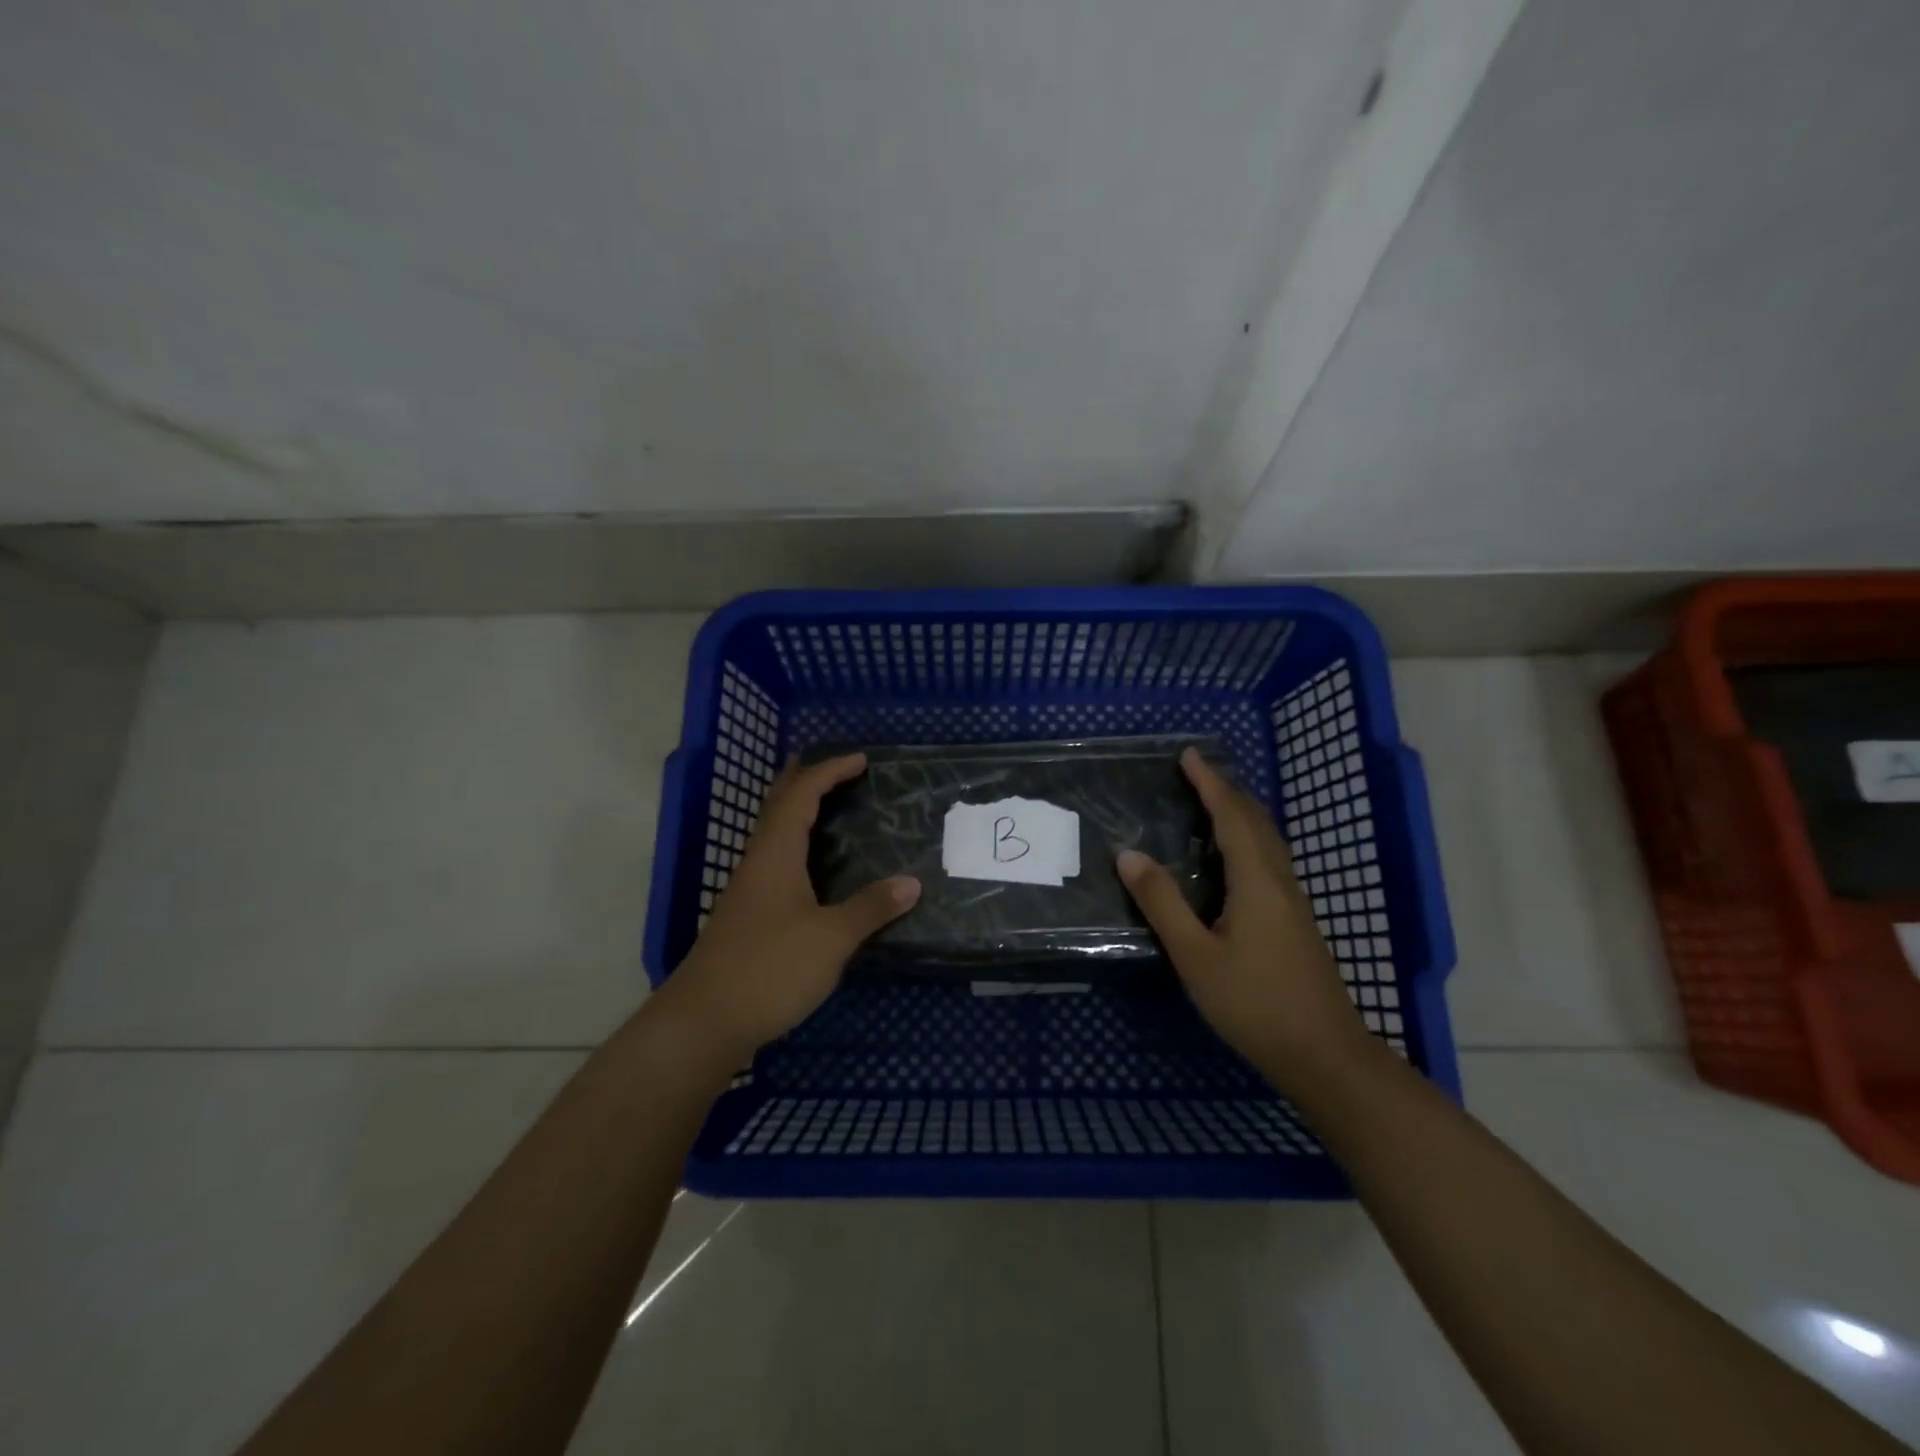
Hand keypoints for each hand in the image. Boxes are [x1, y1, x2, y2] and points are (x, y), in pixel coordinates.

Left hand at [657, 753, 919, 1061]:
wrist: (704, 1021)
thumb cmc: (769, 968)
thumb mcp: (831, 938)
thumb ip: (871, 908)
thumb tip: (912, 882)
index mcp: (776, 854)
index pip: (801, 794)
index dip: (830, 771)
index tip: (861, 759)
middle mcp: (759, 862)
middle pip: (779, 805)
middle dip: (806, 779)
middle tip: (838, 769)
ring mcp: (749, 890)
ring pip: (775, 834)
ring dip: (800, 812)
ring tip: (831, 807)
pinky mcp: (748, 916)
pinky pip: (776, 861)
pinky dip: (798, 845)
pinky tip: (815, 869)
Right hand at [1117, 747, 1372, 1091]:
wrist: (1324, 1055)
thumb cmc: (1254, 1003)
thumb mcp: (1195, 955)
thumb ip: (1162, 903)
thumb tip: (1129, 854)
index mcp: (1256, 881)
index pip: (1231, 816)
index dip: (1209, 783)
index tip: (1188, 755)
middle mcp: (1279, 881)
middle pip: (1256, 821)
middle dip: (1226, 790)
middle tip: (1195, 771)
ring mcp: (1292, 902)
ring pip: (1267, 840)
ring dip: (1239, 813)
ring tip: (1211, 801)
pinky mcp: (1294, 921)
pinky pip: (1269, 859)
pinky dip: (1247, 838)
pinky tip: (1233, 857)